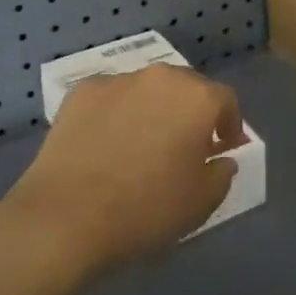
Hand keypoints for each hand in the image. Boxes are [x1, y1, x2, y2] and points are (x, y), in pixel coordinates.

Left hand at [4, 65, 240, 277]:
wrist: (65, 216)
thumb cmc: (146, 209)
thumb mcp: (201, 203)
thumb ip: (221, 174)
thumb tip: (221, 159)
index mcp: (197, 98)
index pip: (225, 100)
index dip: (230, 124)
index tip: (225, 147)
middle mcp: (161, 78)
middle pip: (187, 87)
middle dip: (192, 112)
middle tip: (186, 143)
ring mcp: (118, 81)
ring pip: (147, 89)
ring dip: (154, 109)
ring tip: (143, 142)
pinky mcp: (82, 92)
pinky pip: (112, 98)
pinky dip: (117, 113)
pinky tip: (107, 142)